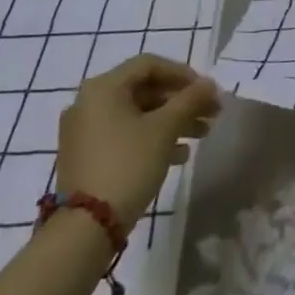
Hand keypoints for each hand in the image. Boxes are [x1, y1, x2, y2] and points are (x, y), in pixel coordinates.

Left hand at [57, 55, 220, 229]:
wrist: (86, 229)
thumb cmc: (128, 164)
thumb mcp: (165, 128)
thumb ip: (190, 100)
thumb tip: (209, 85)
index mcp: (103, 87)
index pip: (150, 65)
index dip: (183, 74)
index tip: (206, 90)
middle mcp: (89, 103)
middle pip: (144, 91)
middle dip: (181, 101)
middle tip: (210, 113)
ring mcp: (84, 132)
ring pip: (137, 115)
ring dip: (171, 121)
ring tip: (201, 135)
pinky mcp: (86, 157)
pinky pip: (125, 135)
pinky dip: (152, 138)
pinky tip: (179, 155)